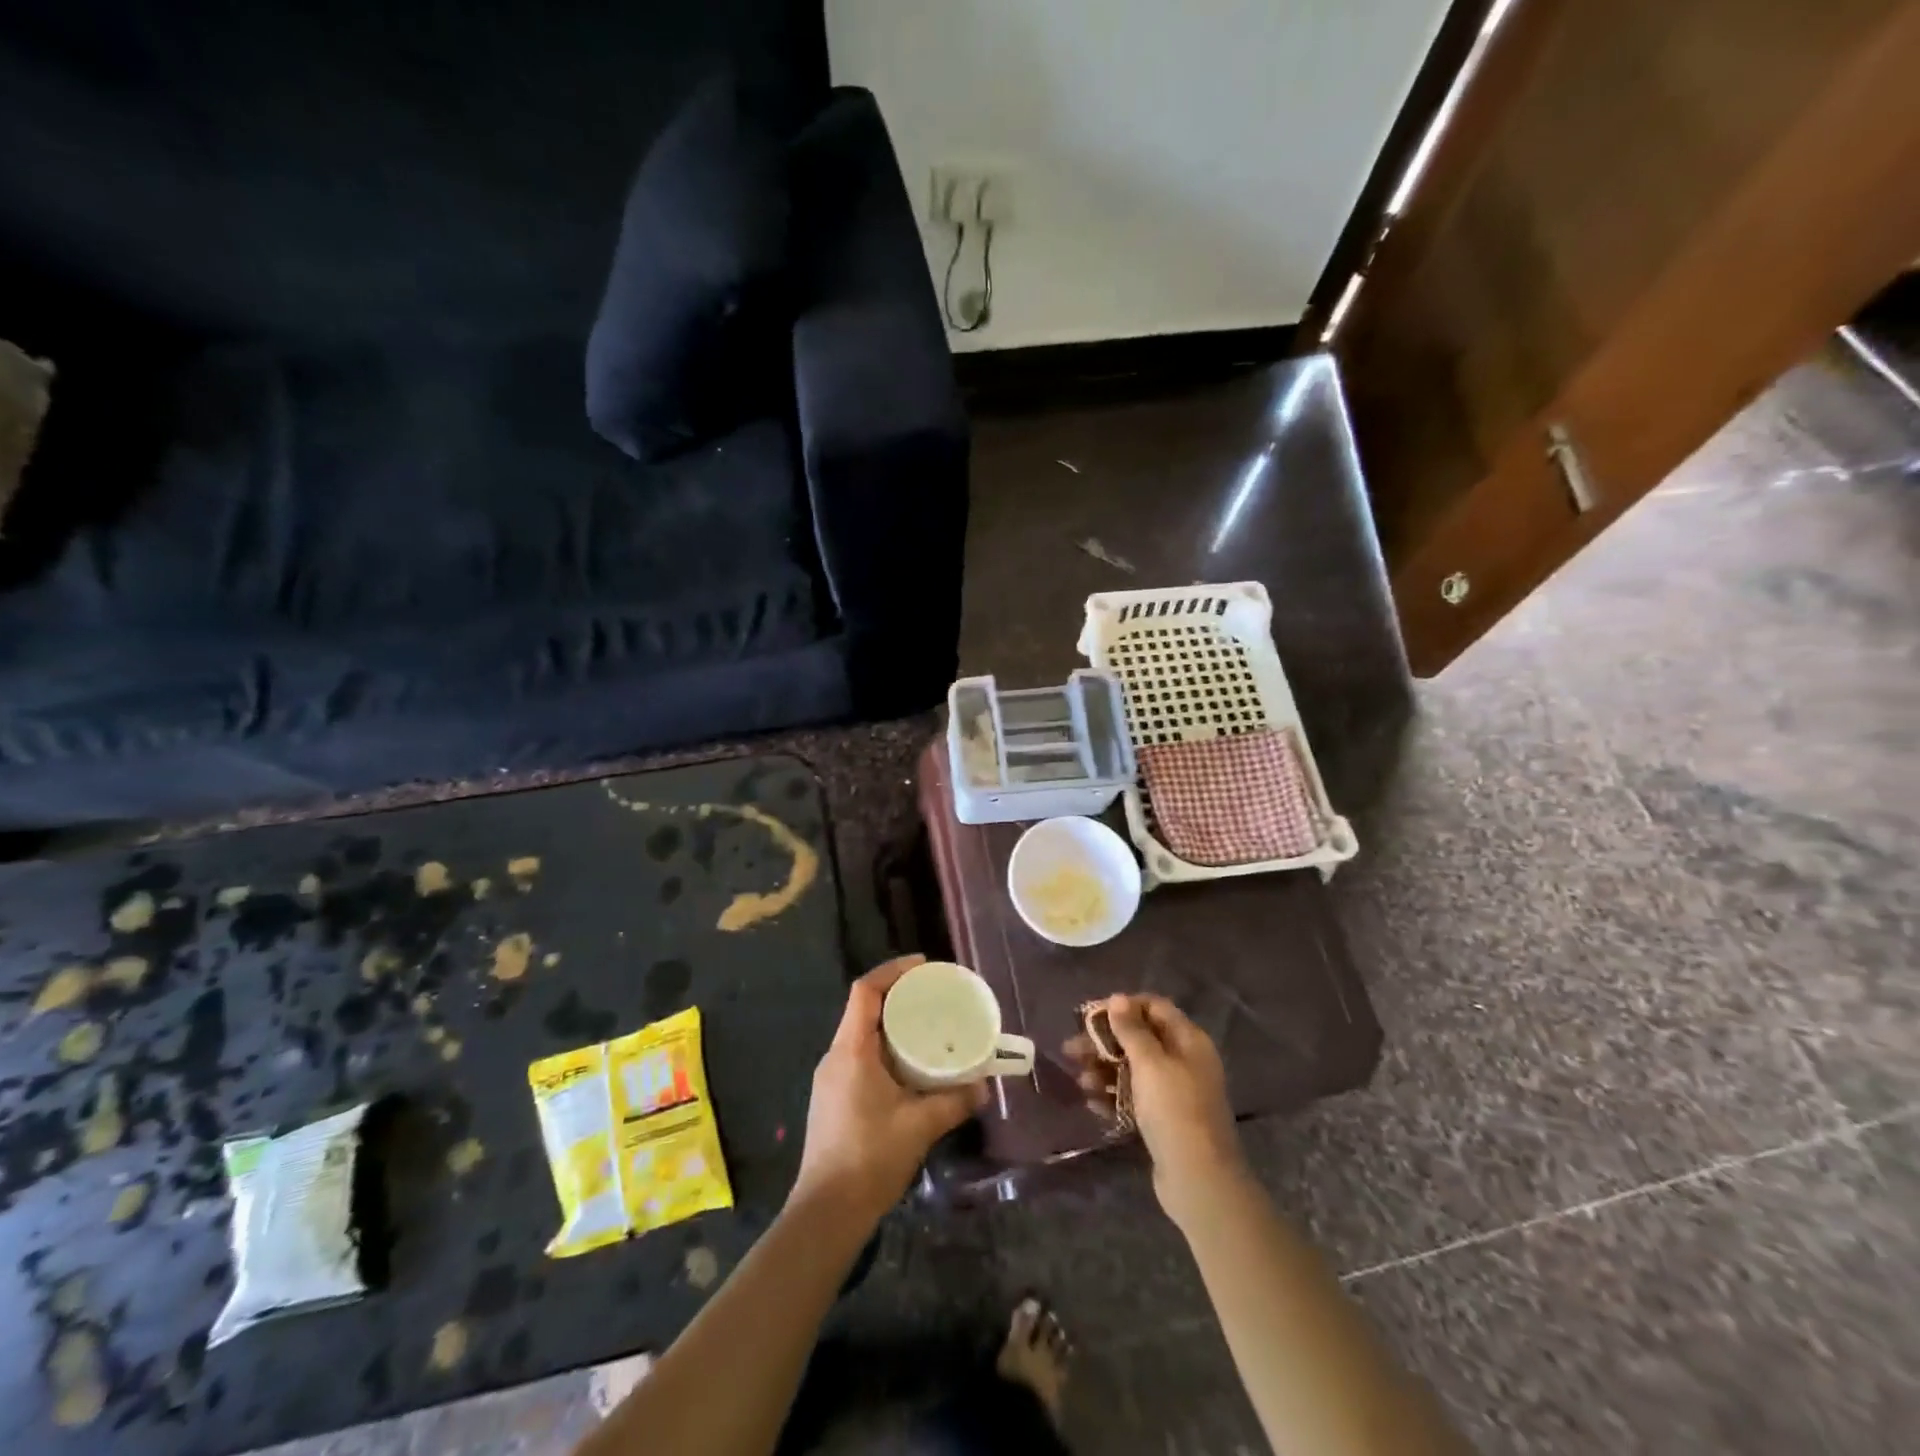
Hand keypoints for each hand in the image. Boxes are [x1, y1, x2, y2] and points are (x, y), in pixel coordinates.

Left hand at [791, 956, 984, 1225]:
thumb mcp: (919, 1126)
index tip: (923, 967)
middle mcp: (836, 1057)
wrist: (826, 1213)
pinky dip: (885, 1050)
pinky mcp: (832, 1099)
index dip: (892, 971)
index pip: (865, 992)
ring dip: (891, 1026)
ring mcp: (830, 1079)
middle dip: (897, 997)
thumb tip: (983, 1086)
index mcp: (851, 1051)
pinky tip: (909, 1067)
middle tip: (933, 997)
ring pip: (862, 1036)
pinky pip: (860, 1058)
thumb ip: (954, 1101)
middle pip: (863, 1010)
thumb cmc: (870, 1158)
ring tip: (927, 1028)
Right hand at [1065, 993, 1246, 1227]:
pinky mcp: (1164, 1120)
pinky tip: (1093, 1103)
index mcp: (1189, 1040)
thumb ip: (1131, 1030)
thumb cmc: (1174, 1110)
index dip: (1123, 1007)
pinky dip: (1114, 1096)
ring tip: (1081, 1080)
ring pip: (1134, 1069)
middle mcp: (1184, 1061)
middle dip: (1105, 1042)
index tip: (1091, 1015)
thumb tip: (1118, 998)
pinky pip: (1135, 1097)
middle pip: (1140, 1039)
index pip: (1154, 1007)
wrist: (1198, 1180)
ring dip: (1104, 1070)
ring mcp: (1175, 1093)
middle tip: (1071, 1049)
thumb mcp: (1150, 1063)